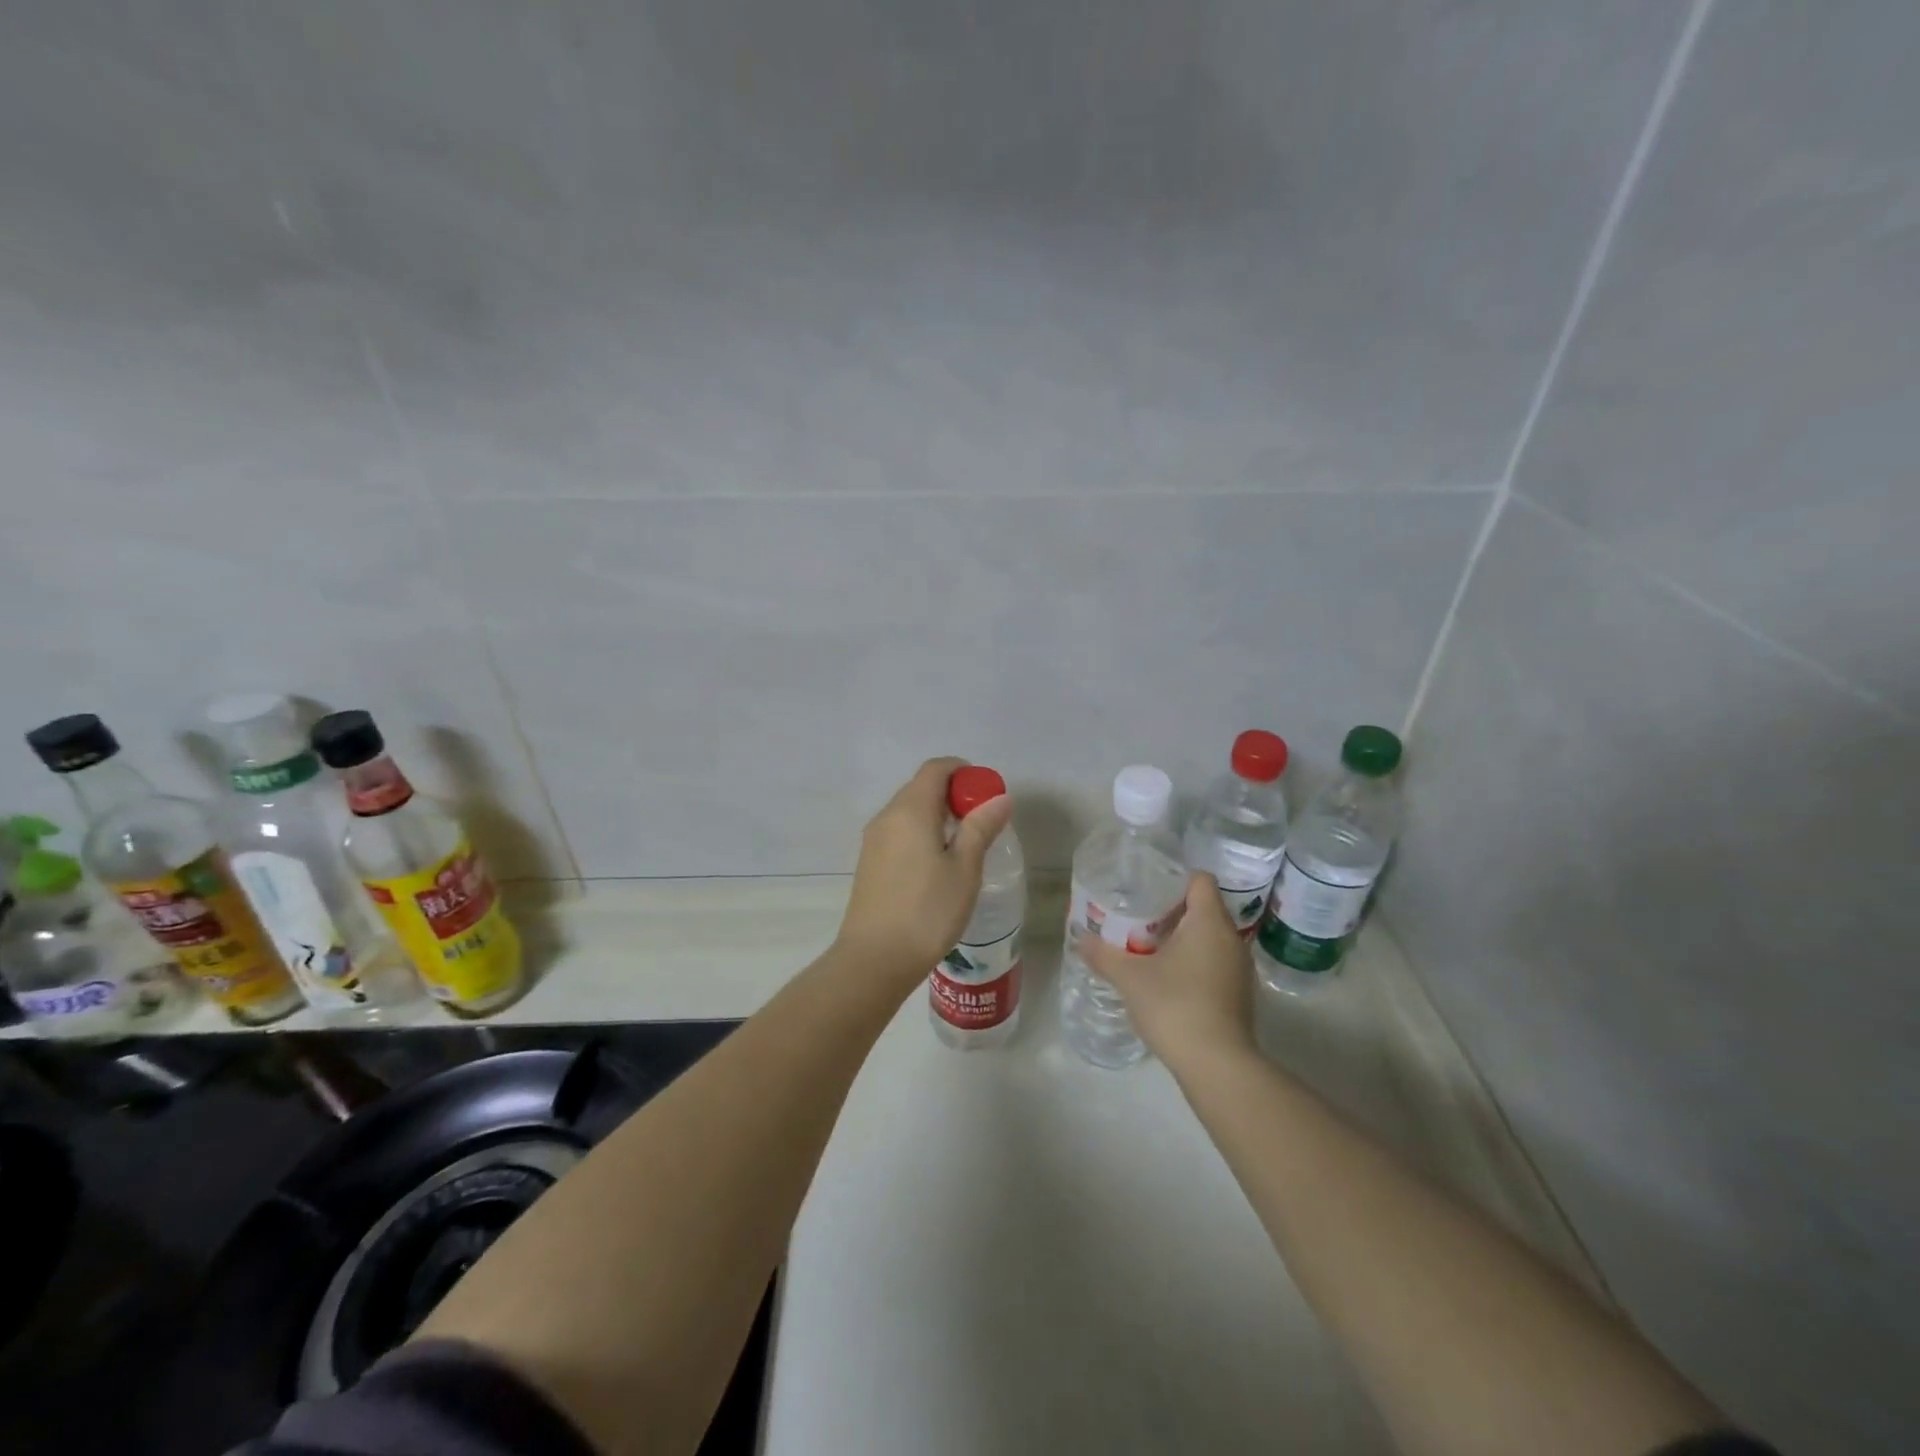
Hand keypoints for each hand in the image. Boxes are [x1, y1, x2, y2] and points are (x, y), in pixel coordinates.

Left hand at [836, 757, 1014, 983]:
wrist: (874, 959)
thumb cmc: (927, 911)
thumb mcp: (964, 869)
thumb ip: (981, 828)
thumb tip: (999, 797)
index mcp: (910, 810)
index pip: (936, 768)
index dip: (963, 771)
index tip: (986, 792)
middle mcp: (887, 816)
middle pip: (921, 787)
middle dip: (953, 794)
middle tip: (982, 821)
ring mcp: (874, 840)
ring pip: (909, 810)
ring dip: (937, 814)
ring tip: (964, 844)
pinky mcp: (869, 862)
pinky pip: (899, 831)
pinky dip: (921, 832)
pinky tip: (938, 864)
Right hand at [1078, 872, 1256, 1068]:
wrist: (1217, 1065)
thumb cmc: (1175, 1005)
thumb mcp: (1130, 978)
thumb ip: (1104, 954)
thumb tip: (1080, 940)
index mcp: (1209, 922)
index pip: (1200, 880)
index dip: (1174, 879)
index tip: (1147, 889)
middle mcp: (1231, 938)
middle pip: (1203, 908)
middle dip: (1171, 911)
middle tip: (1138, 918)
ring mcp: (1239, 968)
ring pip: (1209, 938)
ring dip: (1182, 939)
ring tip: (1148, 948)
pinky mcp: (1239, 994)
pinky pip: (1215, 962)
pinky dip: (1193, 962)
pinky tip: (1167, 978)